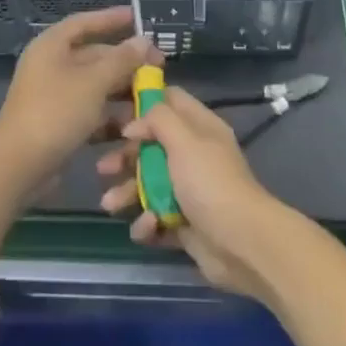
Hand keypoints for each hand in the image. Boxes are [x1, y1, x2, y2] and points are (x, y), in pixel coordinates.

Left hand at [0, 6, 158, 188]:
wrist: (19, 165)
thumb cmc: (56, 112)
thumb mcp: (93, 82)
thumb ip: (121, 60)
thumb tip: (144, 41)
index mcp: (52, 46)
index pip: (84, 23)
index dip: (110, 18)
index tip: (137, 17)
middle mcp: (52, 66)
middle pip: (94, 56)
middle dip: (126, 62)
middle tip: (158, 68)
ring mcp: (54, 95)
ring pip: (95, 86)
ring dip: (121, 91)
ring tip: (152, 97)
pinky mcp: (59, 122)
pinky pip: (90, 111)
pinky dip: (109, 116)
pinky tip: (133, 124)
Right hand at [95, 85, 293, 301]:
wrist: (242, 244)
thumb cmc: (210, 183)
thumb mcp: (184, 140)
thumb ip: (157, 120)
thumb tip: (133, 123)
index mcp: (200, 128)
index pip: (171, 101)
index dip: (143, 102)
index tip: (114, 110)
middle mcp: (195, 155)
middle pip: (153, 146)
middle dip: (126, 156)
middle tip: (103, 167)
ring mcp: (190, 191)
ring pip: (149, 184)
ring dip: (128, 193)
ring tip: (110, 204)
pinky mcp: (185, 224)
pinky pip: (157, 218)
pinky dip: (147, 223)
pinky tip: (147, 228)